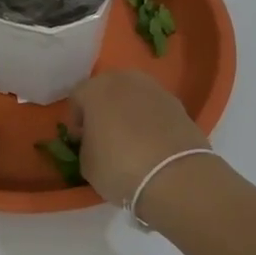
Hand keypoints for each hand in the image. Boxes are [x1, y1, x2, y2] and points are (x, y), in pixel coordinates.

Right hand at [69, 71, 213, 205]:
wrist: (174, 175)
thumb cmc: (119, 166)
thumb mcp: (87, 163)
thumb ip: (86, 145)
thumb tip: (94, 142)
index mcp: (96, 89)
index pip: (77, 97)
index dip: (76, 120)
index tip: (81, 141)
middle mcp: (124, 80)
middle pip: (107, 90)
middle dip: (104, 109)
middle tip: (105, 136)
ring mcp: (154, 89)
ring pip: (133, 96)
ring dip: (129, 112)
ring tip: (132, 140)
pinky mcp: (178, 103)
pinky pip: (155, 109)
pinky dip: (151, 121)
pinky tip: (153, 144)